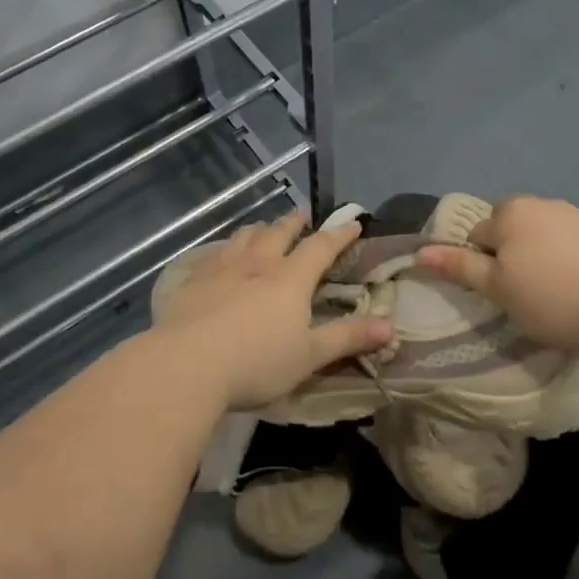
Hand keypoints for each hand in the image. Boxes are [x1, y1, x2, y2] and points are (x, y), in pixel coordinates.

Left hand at [151, 211, 392, 410]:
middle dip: (293, 223)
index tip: (353, 223)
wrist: (187, 364)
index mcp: (290, 279)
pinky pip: (211, 256)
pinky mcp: (191, 280)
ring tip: (262, 228)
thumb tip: (391, 327)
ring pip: (243, 238)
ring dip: (257, 230)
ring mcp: (220, 268)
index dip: (339, 234)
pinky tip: (218, 257)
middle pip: (278, 232)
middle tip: (302, 214)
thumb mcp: (309, 356)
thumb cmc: (256, 362)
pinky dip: (223, 250)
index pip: (321, 247)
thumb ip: (348, 338)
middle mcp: (257, 263)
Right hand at [415, 195, 578, 354]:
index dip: (482, 264)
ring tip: (553, 291)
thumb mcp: (497, 289)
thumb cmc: (550, 299)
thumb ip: (459, 266)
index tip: (499, 292)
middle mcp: (542, 203)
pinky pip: (573, 242)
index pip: (478, 234)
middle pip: (511, 228)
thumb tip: (420, 252)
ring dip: (540, 254)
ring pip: (543, 234)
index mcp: (510, 212)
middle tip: (523, 291)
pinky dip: (569, 259)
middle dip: (511, 252)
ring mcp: (578, 215)